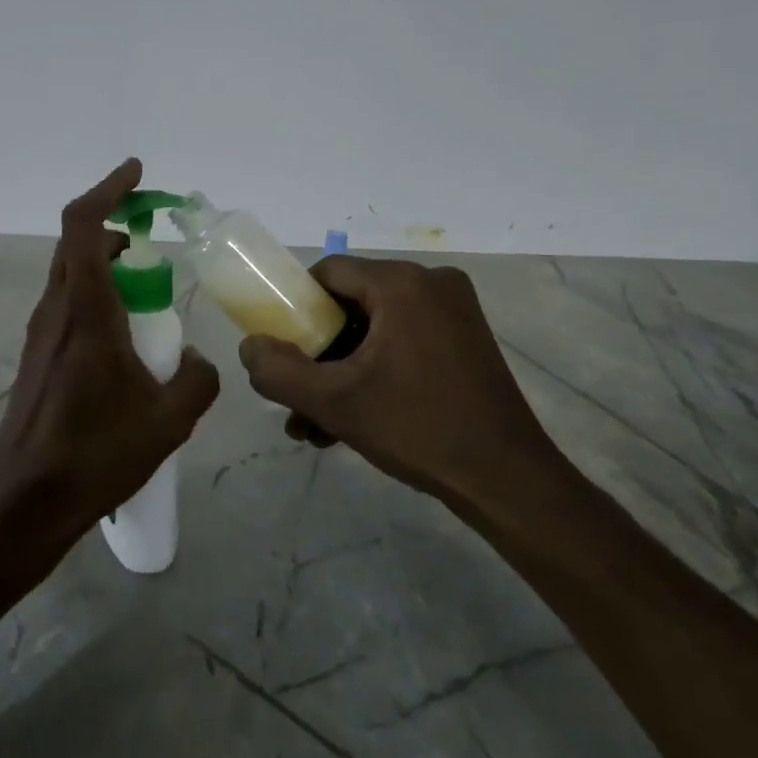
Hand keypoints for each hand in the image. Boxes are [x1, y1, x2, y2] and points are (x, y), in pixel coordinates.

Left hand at [0, 158, 219, 545]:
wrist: (26, 501)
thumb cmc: (97, 454)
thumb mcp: (170, 419)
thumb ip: (197, 378)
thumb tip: (194, 359)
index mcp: (86, 312)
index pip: (83, 226)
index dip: (107, 189)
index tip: (137, 173)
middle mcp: (57, 311)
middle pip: (75, 243)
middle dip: (112, 222)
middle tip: (152, 228)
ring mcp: (42, 334)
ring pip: (71, 274)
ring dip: (106, 261)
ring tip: (148, 281)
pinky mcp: (38, 357)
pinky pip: (69, 304)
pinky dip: (98, 293)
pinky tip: (126, 332)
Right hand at [238, 257, 568, 525]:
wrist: (508, 482)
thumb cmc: (418, 429)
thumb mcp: (335, 402)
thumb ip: (278, 371)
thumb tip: (249, 346)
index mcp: (402, 283)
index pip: (327, 274)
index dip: (294, 310)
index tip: (282, 351)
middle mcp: (431, 284)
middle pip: (349, 305)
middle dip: (317, 355)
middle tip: (297, 398)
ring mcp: (453, 312)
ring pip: (374, 330)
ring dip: (340, 373)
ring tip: (315, 426)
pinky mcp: (464, 340)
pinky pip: (401, 343)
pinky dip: (373, 374)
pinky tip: (349, 424)